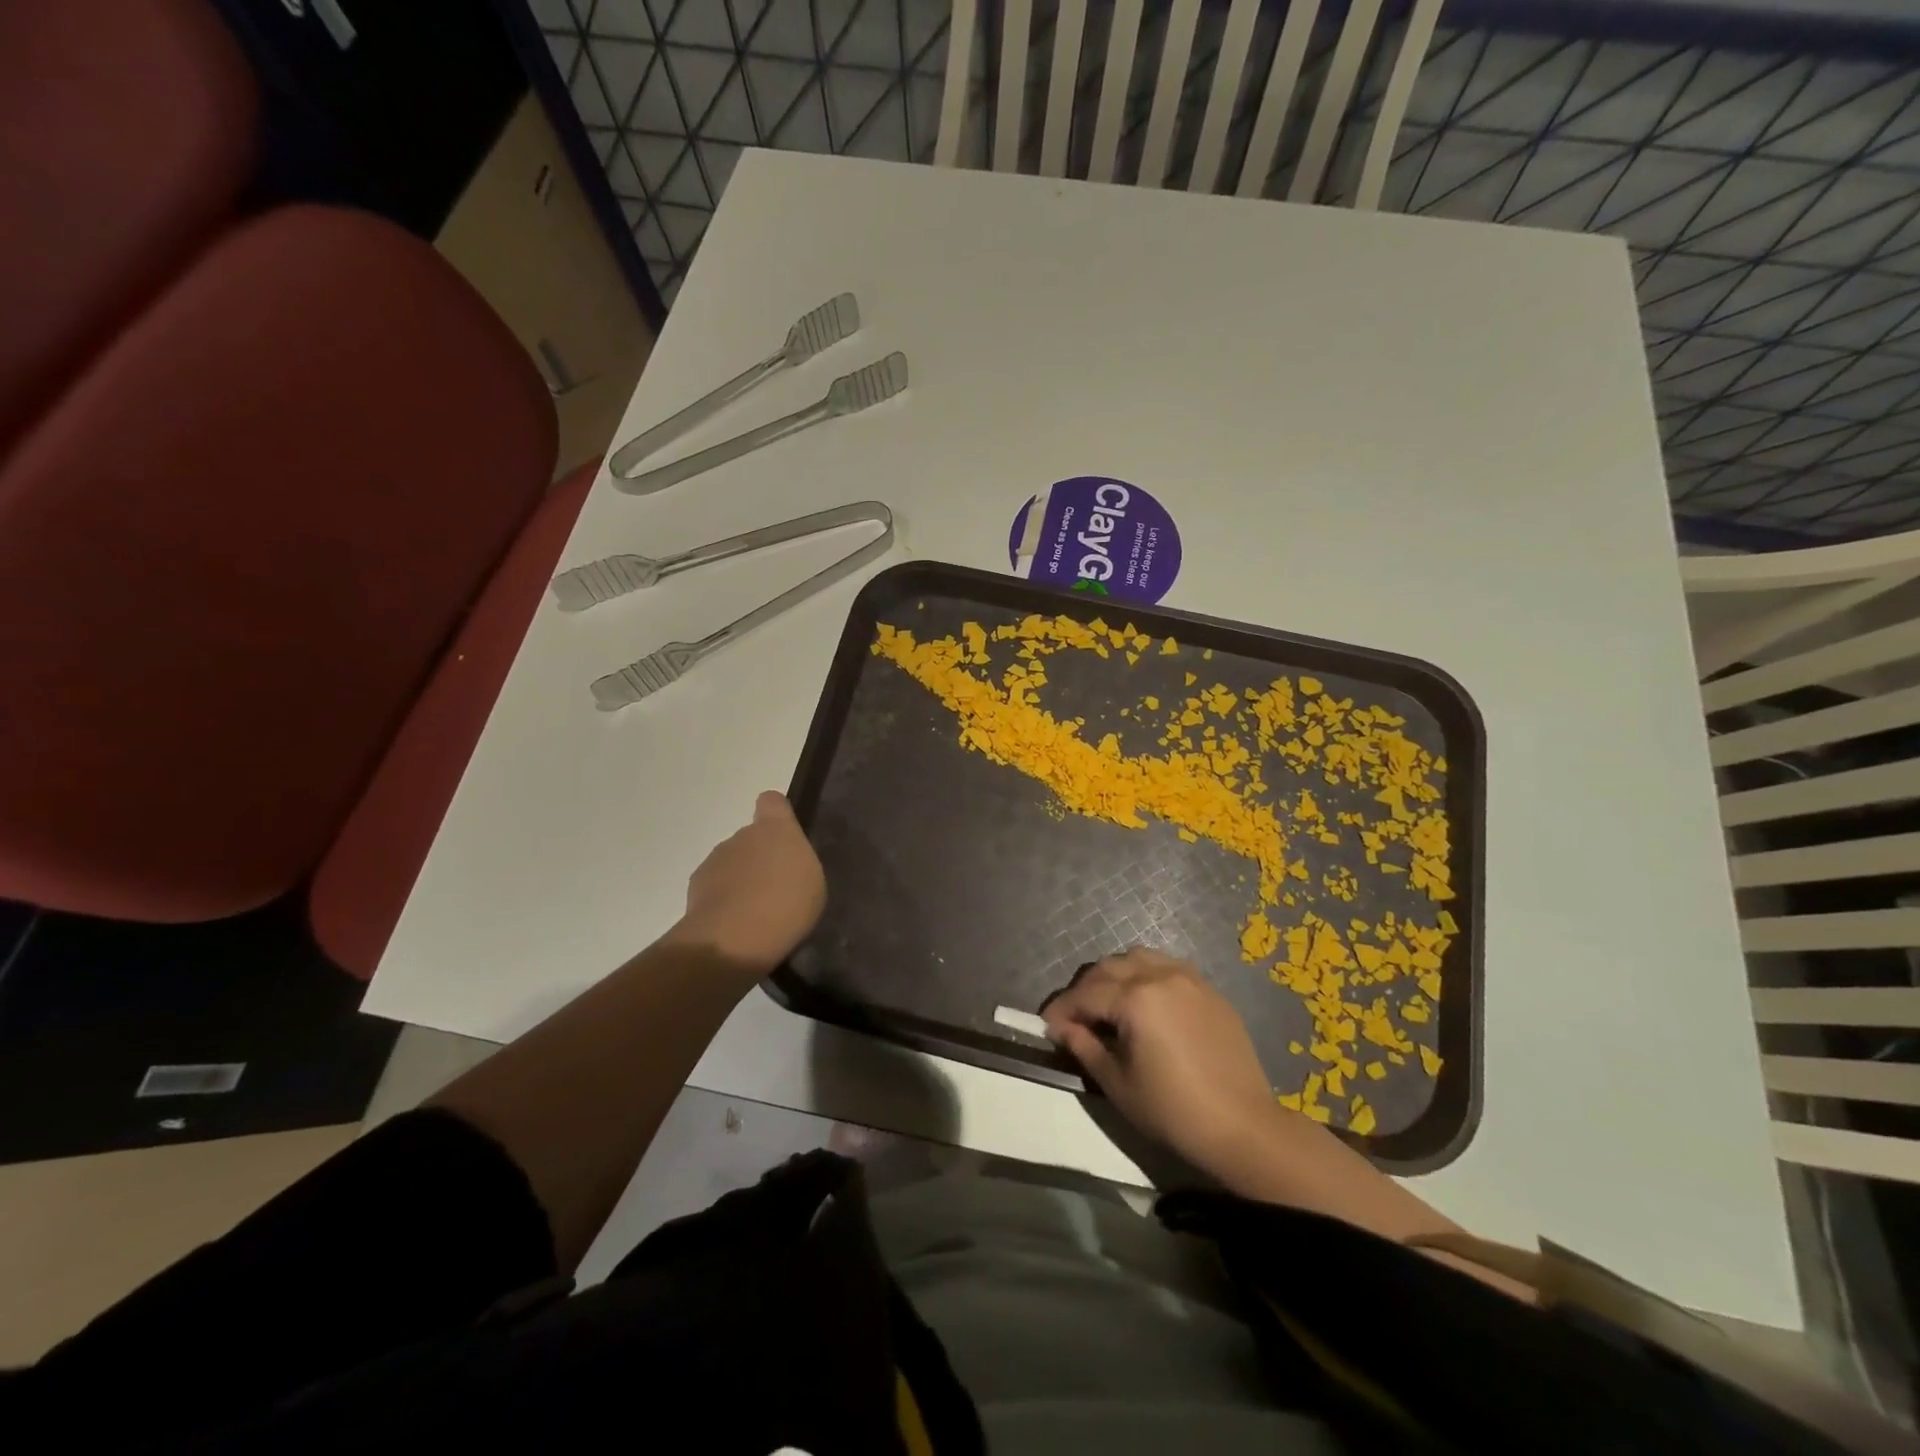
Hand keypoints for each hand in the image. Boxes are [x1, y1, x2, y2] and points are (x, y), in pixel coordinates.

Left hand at [667, 791, 825, 976]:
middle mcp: (740, 837)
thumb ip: (796, 861)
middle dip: (759, 857)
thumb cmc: (786, 902)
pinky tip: (736, 927)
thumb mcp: (811, 880)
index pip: (771, 802)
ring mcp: (714, 862)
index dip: (776, 814)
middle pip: (749, 838)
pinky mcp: (694, 890)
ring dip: (740, 881)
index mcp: (774, 829)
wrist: (734, 938)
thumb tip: (782, 861)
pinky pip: (714, 890)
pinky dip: (724, 903)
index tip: (783, 833)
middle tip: (775, 888)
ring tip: (756, 913)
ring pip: (730, 864)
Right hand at [1042, 948, 1277, 1175]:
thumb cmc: (1173, 1111)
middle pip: (1109, 968)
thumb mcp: (1118, 1084)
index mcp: (1136, 998)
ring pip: (1139, 958)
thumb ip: (1084, 1047)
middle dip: (1086, 989)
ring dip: (1116, 975)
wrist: (1243, 1127)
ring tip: (1110, 1005)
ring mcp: (1189, 978)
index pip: (1085, 994)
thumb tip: (1060, 1028)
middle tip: (1076, 1018)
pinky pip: (1168, 968)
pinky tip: (1146, 1004)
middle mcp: (1161, 976)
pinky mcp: (1210, 990)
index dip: (1062, 1010)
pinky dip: (1147, 976)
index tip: (1047, 1026)